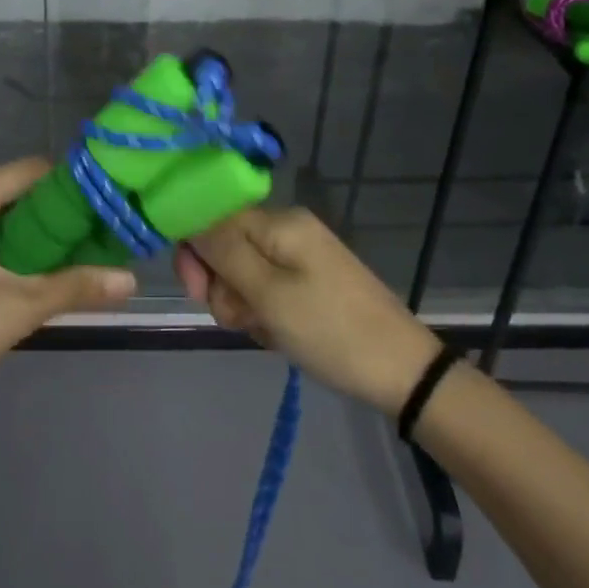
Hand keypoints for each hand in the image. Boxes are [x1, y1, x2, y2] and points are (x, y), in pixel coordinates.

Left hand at [0, 159, 137, 424]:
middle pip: (7, 191)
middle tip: (93, 235)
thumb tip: (131, 279)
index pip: (26, 171)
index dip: (69, 184)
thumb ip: (74, 287)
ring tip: (69, 255)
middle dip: (51, 213)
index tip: (104, 205)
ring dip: (26, 232)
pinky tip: (23, 272)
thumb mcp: (15, 311)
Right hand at [175, 207, 437, 414]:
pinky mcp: (308, 283)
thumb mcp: (268, 294)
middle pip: (226, 248)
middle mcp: (287, 230)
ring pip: (243, 275)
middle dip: (222, 286)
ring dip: (242, 306)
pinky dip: (263, 314)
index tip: (198, 293)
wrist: (401, 371)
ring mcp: (300, 258)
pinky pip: (266, 291)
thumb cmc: (330, 330)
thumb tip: (187, 217)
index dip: (196, 253)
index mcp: (279, 222)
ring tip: (265, 331)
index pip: (213, 219)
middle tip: (240, 320)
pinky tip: (277, 336)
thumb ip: (223, 253)